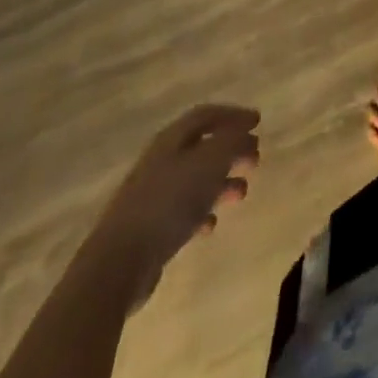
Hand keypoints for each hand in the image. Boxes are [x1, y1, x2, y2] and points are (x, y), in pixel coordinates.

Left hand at [85, 104, 259, 305]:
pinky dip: (202, 211)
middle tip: (255, 158)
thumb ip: (232, 142)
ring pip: (195, 179)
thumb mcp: (209, 162)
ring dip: (221, 182)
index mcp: (171, 139)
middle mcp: (161, 161)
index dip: (233, 115)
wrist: (118, 263)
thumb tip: (246, 133)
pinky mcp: (149, 228)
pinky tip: (212, 223)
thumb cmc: (168, 202)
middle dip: (231, 150)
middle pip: (201, 146)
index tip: (258, 122)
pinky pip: (182, 211)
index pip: (206, 115)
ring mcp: (152, 195)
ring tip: (242, 193)